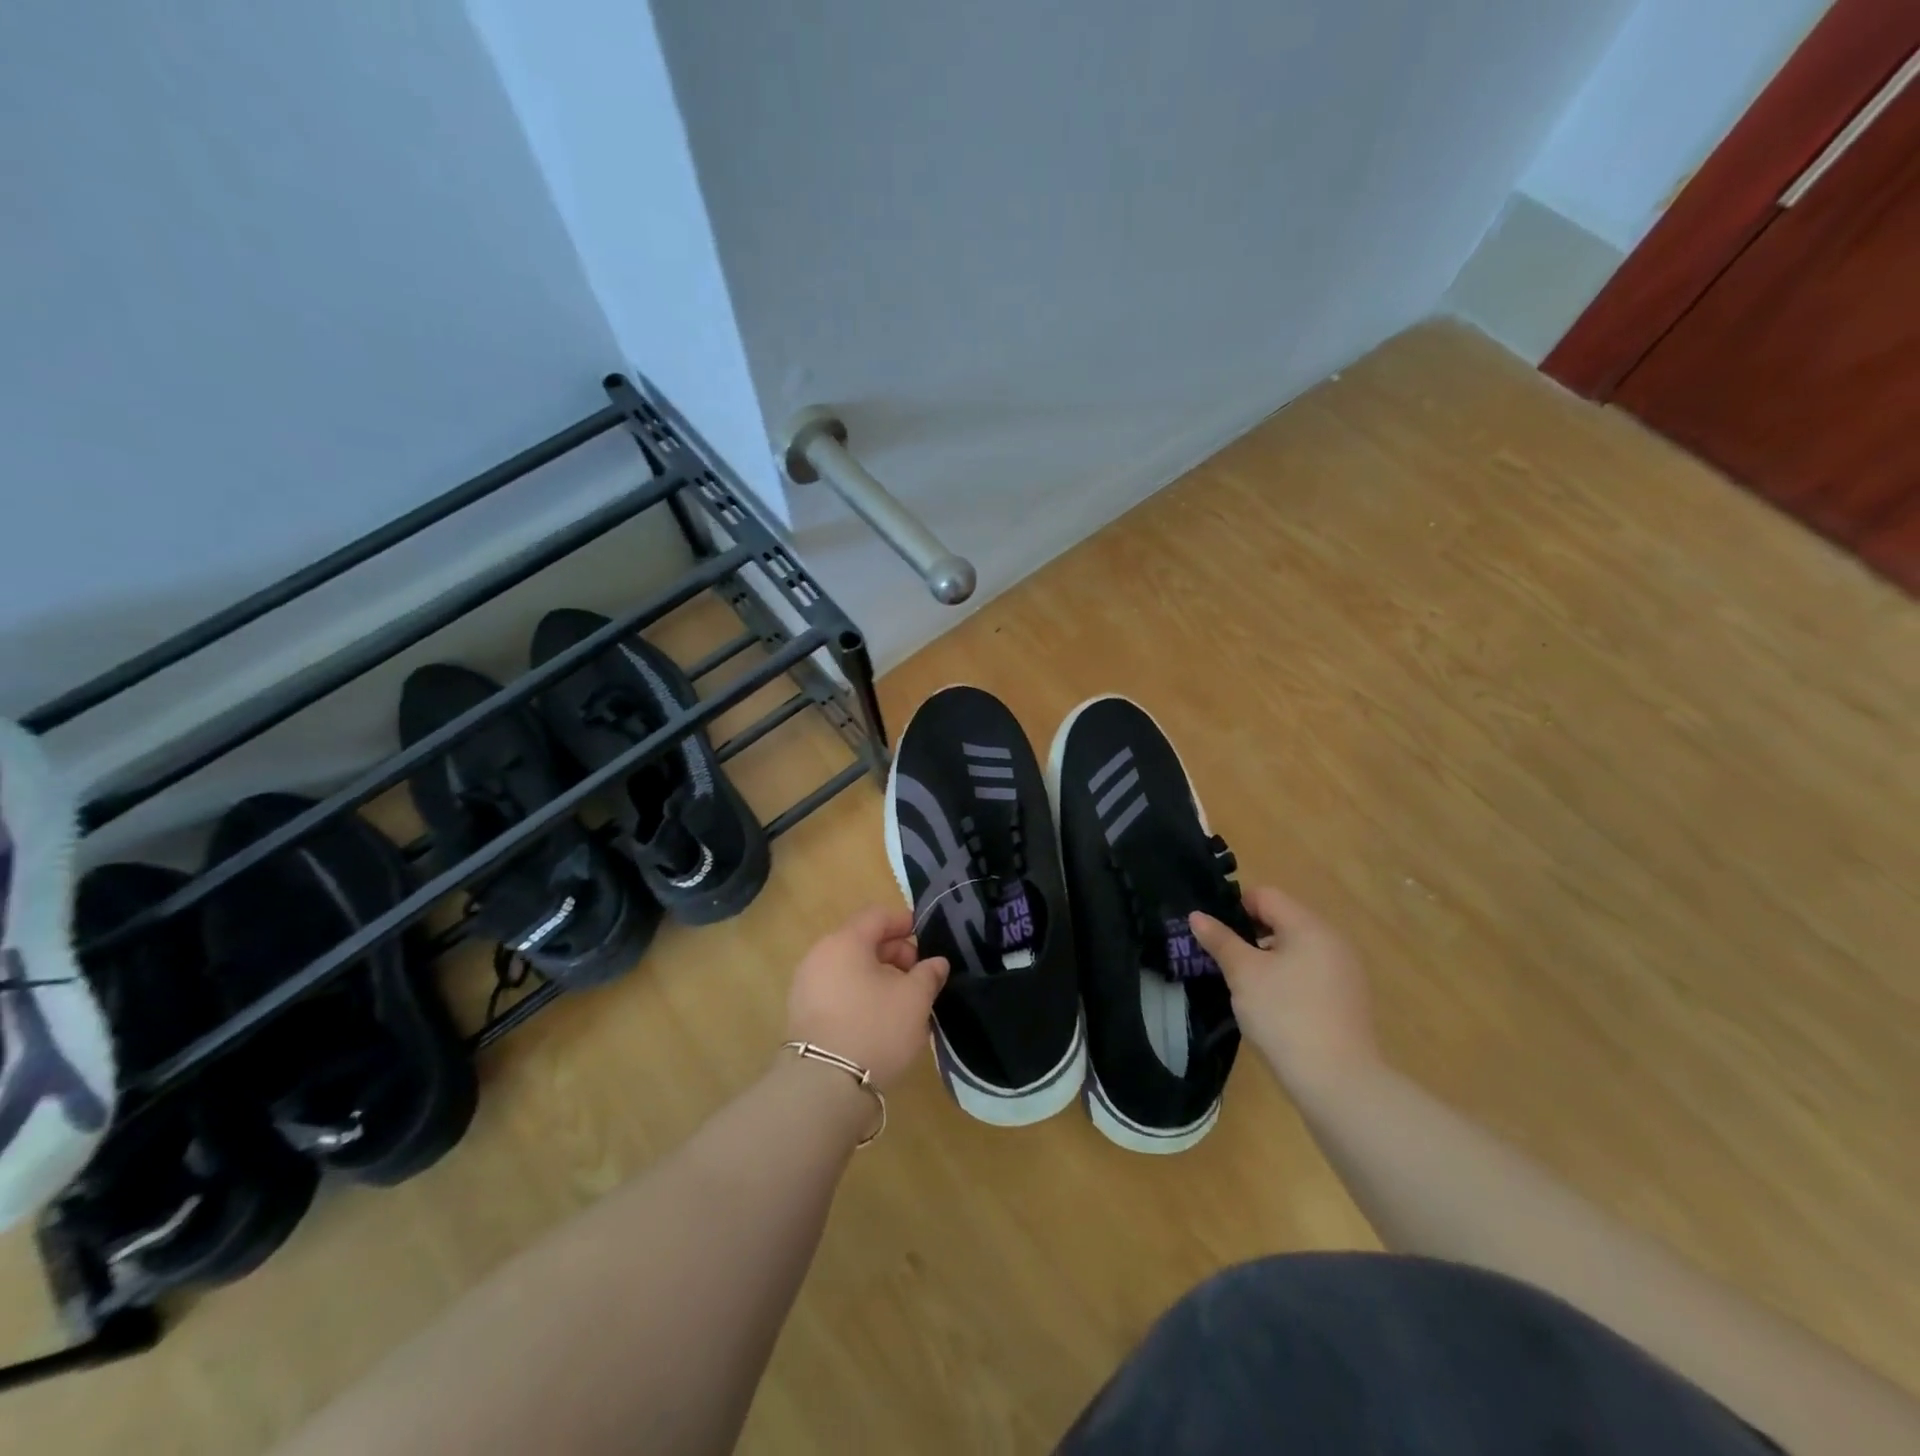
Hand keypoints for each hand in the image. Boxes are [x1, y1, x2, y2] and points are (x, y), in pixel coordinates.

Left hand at [786, 906, 949, 1090]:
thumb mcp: (914, 999)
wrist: (824, 1086)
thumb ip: (929, 974)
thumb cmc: (875, 1028)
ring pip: (849, 967)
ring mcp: (806, 985)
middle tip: (918, 974)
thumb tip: (936, 962)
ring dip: (877, 975)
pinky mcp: (802, 1014)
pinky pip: (837, 990)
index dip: (904, 922)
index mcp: (845, 941)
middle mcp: (820, 955)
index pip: (877, 916)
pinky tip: (878, 1017)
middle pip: (861, 940)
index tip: (925, 937)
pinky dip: (859, 993)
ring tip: (902, 999)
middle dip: (894, 952)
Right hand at [1189, 886, 1378, 1092]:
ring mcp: (1345, 972)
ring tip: (1243, 986)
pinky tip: (1272, 1007)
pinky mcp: (1347, 1000)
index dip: (1234, 908)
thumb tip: (1197, 915)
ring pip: (1295, 949)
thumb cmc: (1284, 1015)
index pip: (1265, 896)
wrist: (1338, 1082)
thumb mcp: (1243, 974)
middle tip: (1223, 961)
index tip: (1214, 935)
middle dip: (1249, 935)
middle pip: (1282, 921)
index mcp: (1309, 926)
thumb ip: (1220, 940)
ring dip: (1267, 959)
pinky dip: (1287, 979)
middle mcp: (1333, 941)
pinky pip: (1309, 974)